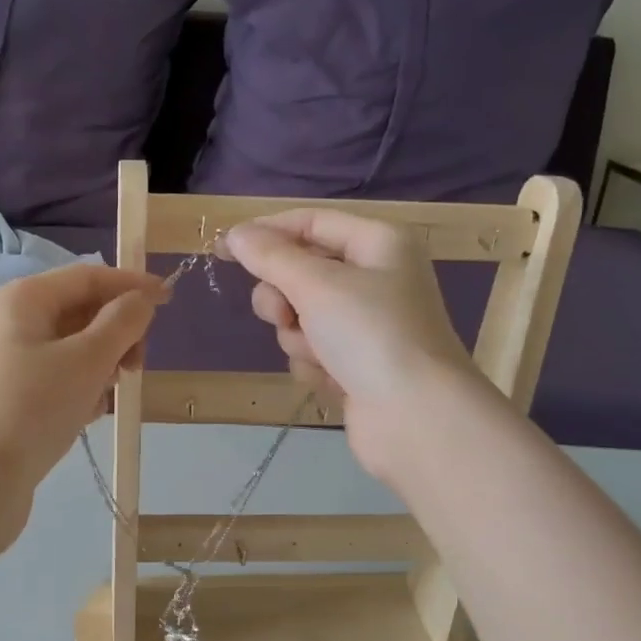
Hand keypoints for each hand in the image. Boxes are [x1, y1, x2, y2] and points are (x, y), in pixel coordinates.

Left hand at [0, 262, 165, 498]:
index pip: (87, 276)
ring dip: (100, 364)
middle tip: (137, 367)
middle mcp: (7, 321)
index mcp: (20, 299)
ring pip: (69, 347)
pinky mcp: (6, 395)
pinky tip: (87, 415)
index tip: (170, 299)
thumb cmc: (31, 409)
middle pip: (77, 310)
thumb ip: (121, 323)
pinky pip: (54, 376)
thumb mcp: (86, 361)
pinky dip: (78, 387)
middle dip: (115, 333)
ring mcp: (3, 360)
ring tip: (107, 396)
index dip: (130, 285)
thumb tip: (142, 299)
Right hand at [221, 210, 487, 482]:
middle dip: (283, 296)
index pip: (310, 222)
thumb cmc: (371, 335)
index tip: (223, 249)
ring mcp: (366, 324)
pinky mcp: (356, 363)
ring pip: (301, 315)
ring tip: (319, 355)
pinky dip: (314, 363)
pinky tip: (331, 379)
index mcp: (378, 243)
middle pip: (301, 272)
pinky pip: (313, 350)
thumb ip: (271, 257)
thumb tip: (235, 234)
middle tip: (282, 315)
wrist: (416, 418)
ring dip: (299, 336)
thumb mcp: (316, 286)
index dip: (266, 232)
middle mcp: (375, 277)